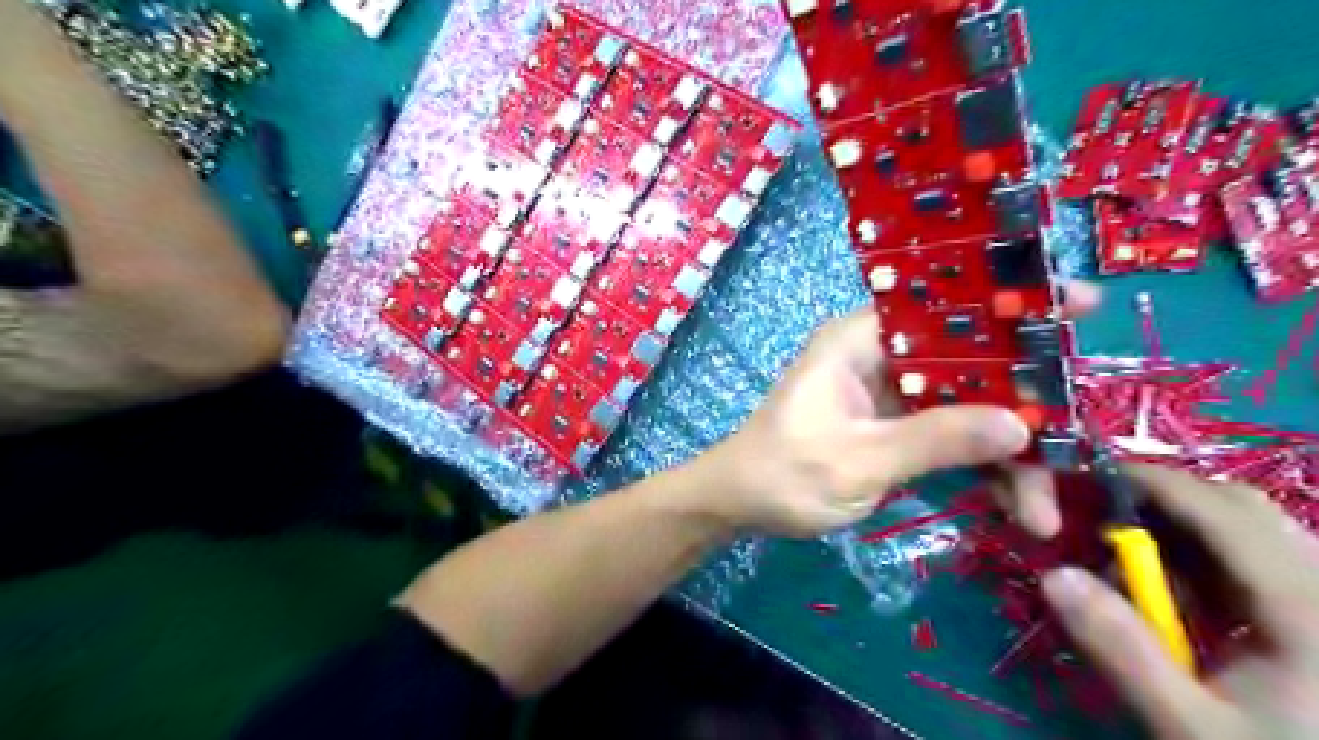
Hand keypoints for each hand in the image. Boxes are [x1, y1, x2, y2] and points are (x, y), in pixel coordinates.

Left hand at [691, 284, 1104, 537]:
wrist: (740, 504)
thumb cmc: (785, 473)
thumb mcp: (859, 459)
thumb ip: (935, 440)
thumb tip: (1021, 426)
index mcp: (862, 340)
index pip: (944, 307)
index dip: (1008, 306)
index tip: (1076, 309)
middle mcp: (881, 356)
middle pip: (969, 362)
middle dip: (1022, 404)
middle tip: (1079, 442)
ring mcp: (890, 394)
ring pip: (966, 404)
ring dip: (1005, 452)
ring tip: (1041, 509)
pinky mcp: (894, 427)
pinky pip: (950, 434)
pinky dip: (979, 467)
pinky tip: (1013, 506)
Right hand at [1041, 467, 1317, 739]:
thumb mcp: (1191, 726)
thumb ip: (1124, 650)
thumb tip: (1054, 576)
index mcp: (1305, 605)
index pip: (1219, 509)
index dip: (1149, 482)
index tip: (1083, 476)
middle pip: (1242, 508)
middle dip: (1166, 502)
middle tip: (1103, 523)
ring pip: (1255, 531)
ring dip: (1186, 531)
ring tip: (1136, 564)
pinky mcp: (1317, 619)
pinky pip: (1263, 562)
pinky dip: (1209, 560)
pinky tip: (1183, 596)